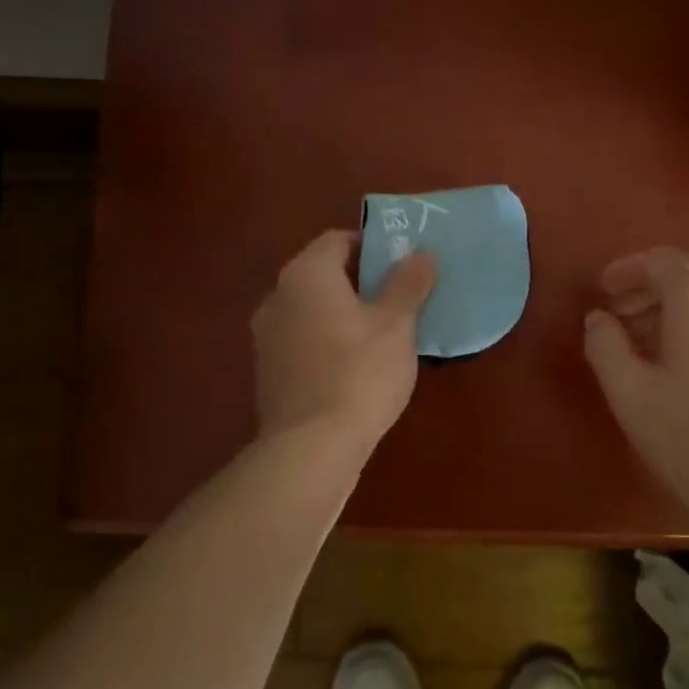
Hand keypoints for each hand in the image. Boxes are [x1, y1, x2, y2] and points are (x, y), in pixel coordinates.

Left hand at [252, 229, 437, 447]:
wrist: (310, 448)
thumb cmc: (359, 373)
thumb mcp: (397, 324)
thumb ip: (408, 283)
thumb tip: (420, 253)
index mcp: (306, 274)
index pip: (337, 240)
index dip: (371, 246)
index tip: (401, 264)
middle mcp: (278, 296)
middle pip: (323, 273)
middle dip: (360, 280)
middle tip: (399, 297)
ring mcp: (267, 335)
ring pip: (312, 308)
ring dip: (343, 312)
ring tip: (381, 333)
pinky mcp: (268, 371)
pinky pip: (302, 339)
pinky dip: (327, 340)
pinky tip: (354, 366)